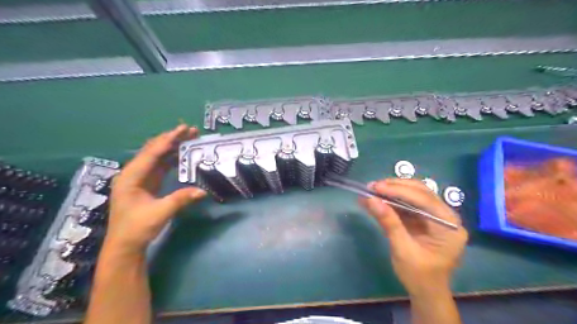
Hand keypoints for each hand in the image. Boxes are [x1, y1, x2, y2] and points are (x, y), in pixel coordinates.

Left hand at [105, 125, 207, 253]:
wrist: (125, 245)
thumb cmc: (137, 228)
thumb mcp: (159, 213)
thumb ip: (181, 199)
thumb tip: (203, 191)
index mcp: (131, 177)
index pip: (152, 153)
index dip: (168, 140)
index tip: (183, 129)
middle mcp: (133, 173)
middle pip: (154, 150)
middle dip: (172, 139)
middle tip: (191, 131)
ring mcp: (140, 178)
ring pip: (157, 156)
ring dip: (173, 147)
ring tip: (189, 138)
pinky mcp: (146, 184)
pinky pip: (160, 166)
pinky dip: (172, 158)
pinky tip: (182, 154)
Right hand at [360, 179, 467, 296]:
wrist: (426, 292)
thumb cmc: (418, 276)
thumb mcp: (402, 250)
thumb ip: (389, 223)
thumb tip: (370, 199)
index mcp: (449, 226)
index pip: (424, 199)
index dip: (399, 190)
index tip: (376, 187)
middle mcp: (446, 216)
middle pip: (421, 192)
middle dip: (395, 187)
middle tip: (373, 186)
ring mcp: (436, 216)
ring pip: (414, 194)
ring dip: (392, 191)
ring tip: (372, 189)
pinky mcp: (425, 218)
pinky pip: (408, 204)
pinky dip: (392, 200)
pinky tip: (377, 198)